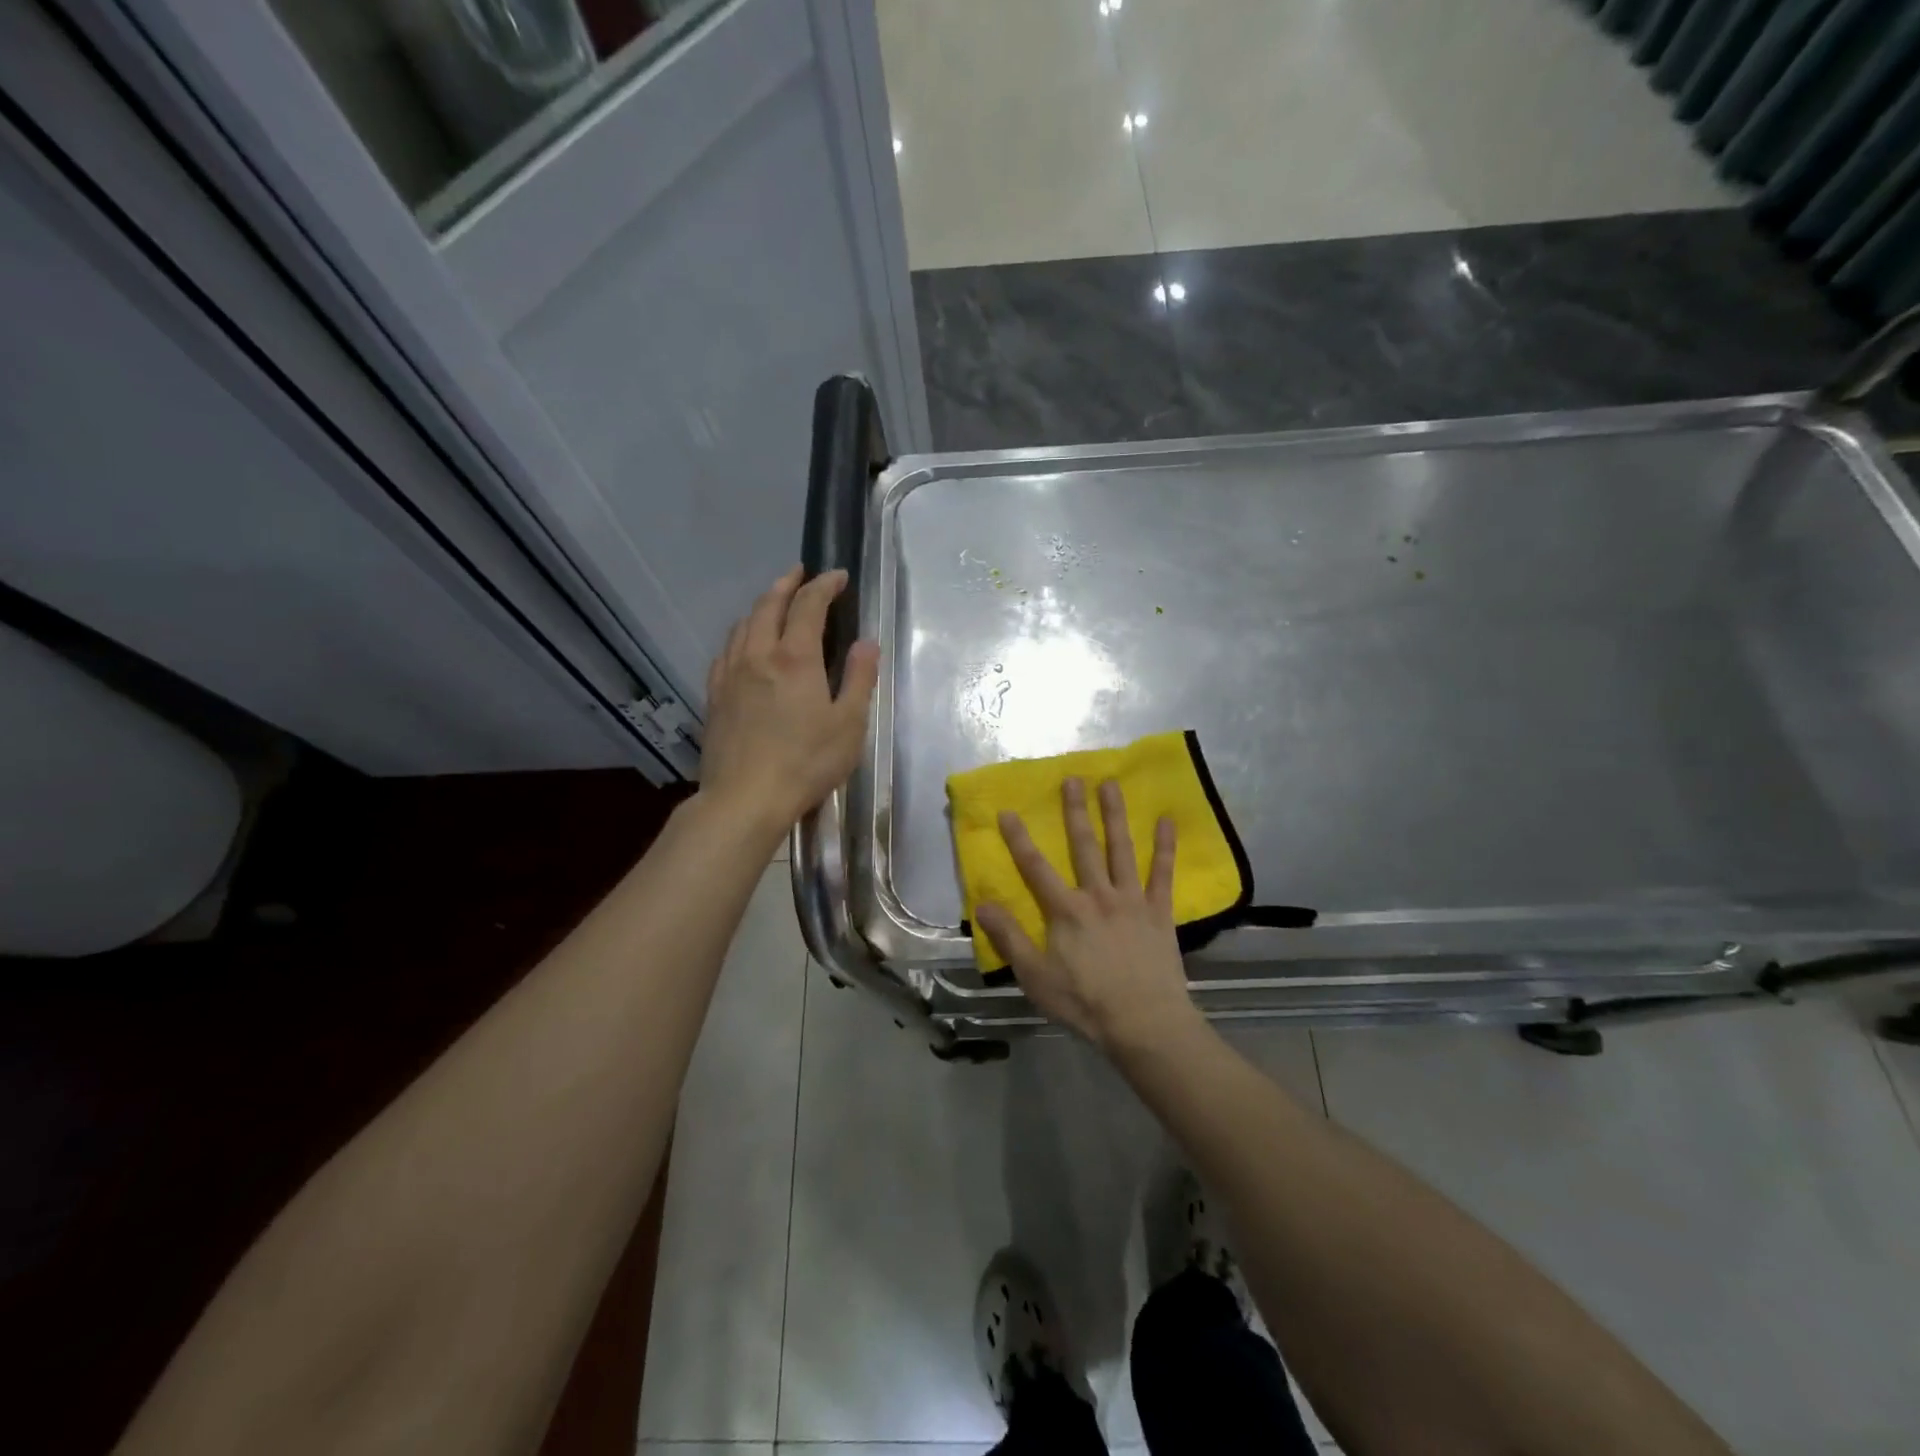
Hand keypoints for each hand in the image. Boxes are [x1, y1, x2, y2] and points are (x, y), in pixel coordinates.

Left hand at [698, 566, 879, 833]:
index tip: (838, 576)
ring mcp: (731, 674)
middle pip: (769, 605)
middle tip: (801, 573)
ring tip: (774, 602)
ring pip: (743, 624)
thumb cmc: (806, 763)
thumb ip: (858, 679)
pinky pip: (726, 650)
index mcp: (795, 658)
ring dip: (761, 605)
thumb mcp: (848, 724)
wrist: (744, 799)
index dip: (824, 585)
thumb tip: (866, 643)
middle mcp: (758, 655)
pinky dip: (741, 634)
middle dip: (788, 584)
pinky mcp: (715, 696)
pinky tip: (744, 644)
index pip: (809, 605)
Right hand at [975, 777, 1200, 1055]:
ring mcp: (1132, 900)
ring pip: (1121, 849)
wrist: (1144, 1023)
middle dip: (1075, 811)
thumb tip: (983, 904)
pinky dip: (1165, 846)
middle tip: (1072, 779)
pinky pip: (1163, 873)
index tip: (1008, 811)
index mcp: (1066, 911)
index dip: (1019, 839)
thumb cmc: (1085, 1003)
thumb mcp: (1035, 976)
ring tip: (1111, 784)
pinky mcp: (1159, 911)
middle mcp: (1098, 895)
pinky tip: (1168, 820)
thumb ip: (1010, 938)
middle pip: (1083, 845)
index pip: (1035, 868)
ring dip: (1115, 815)